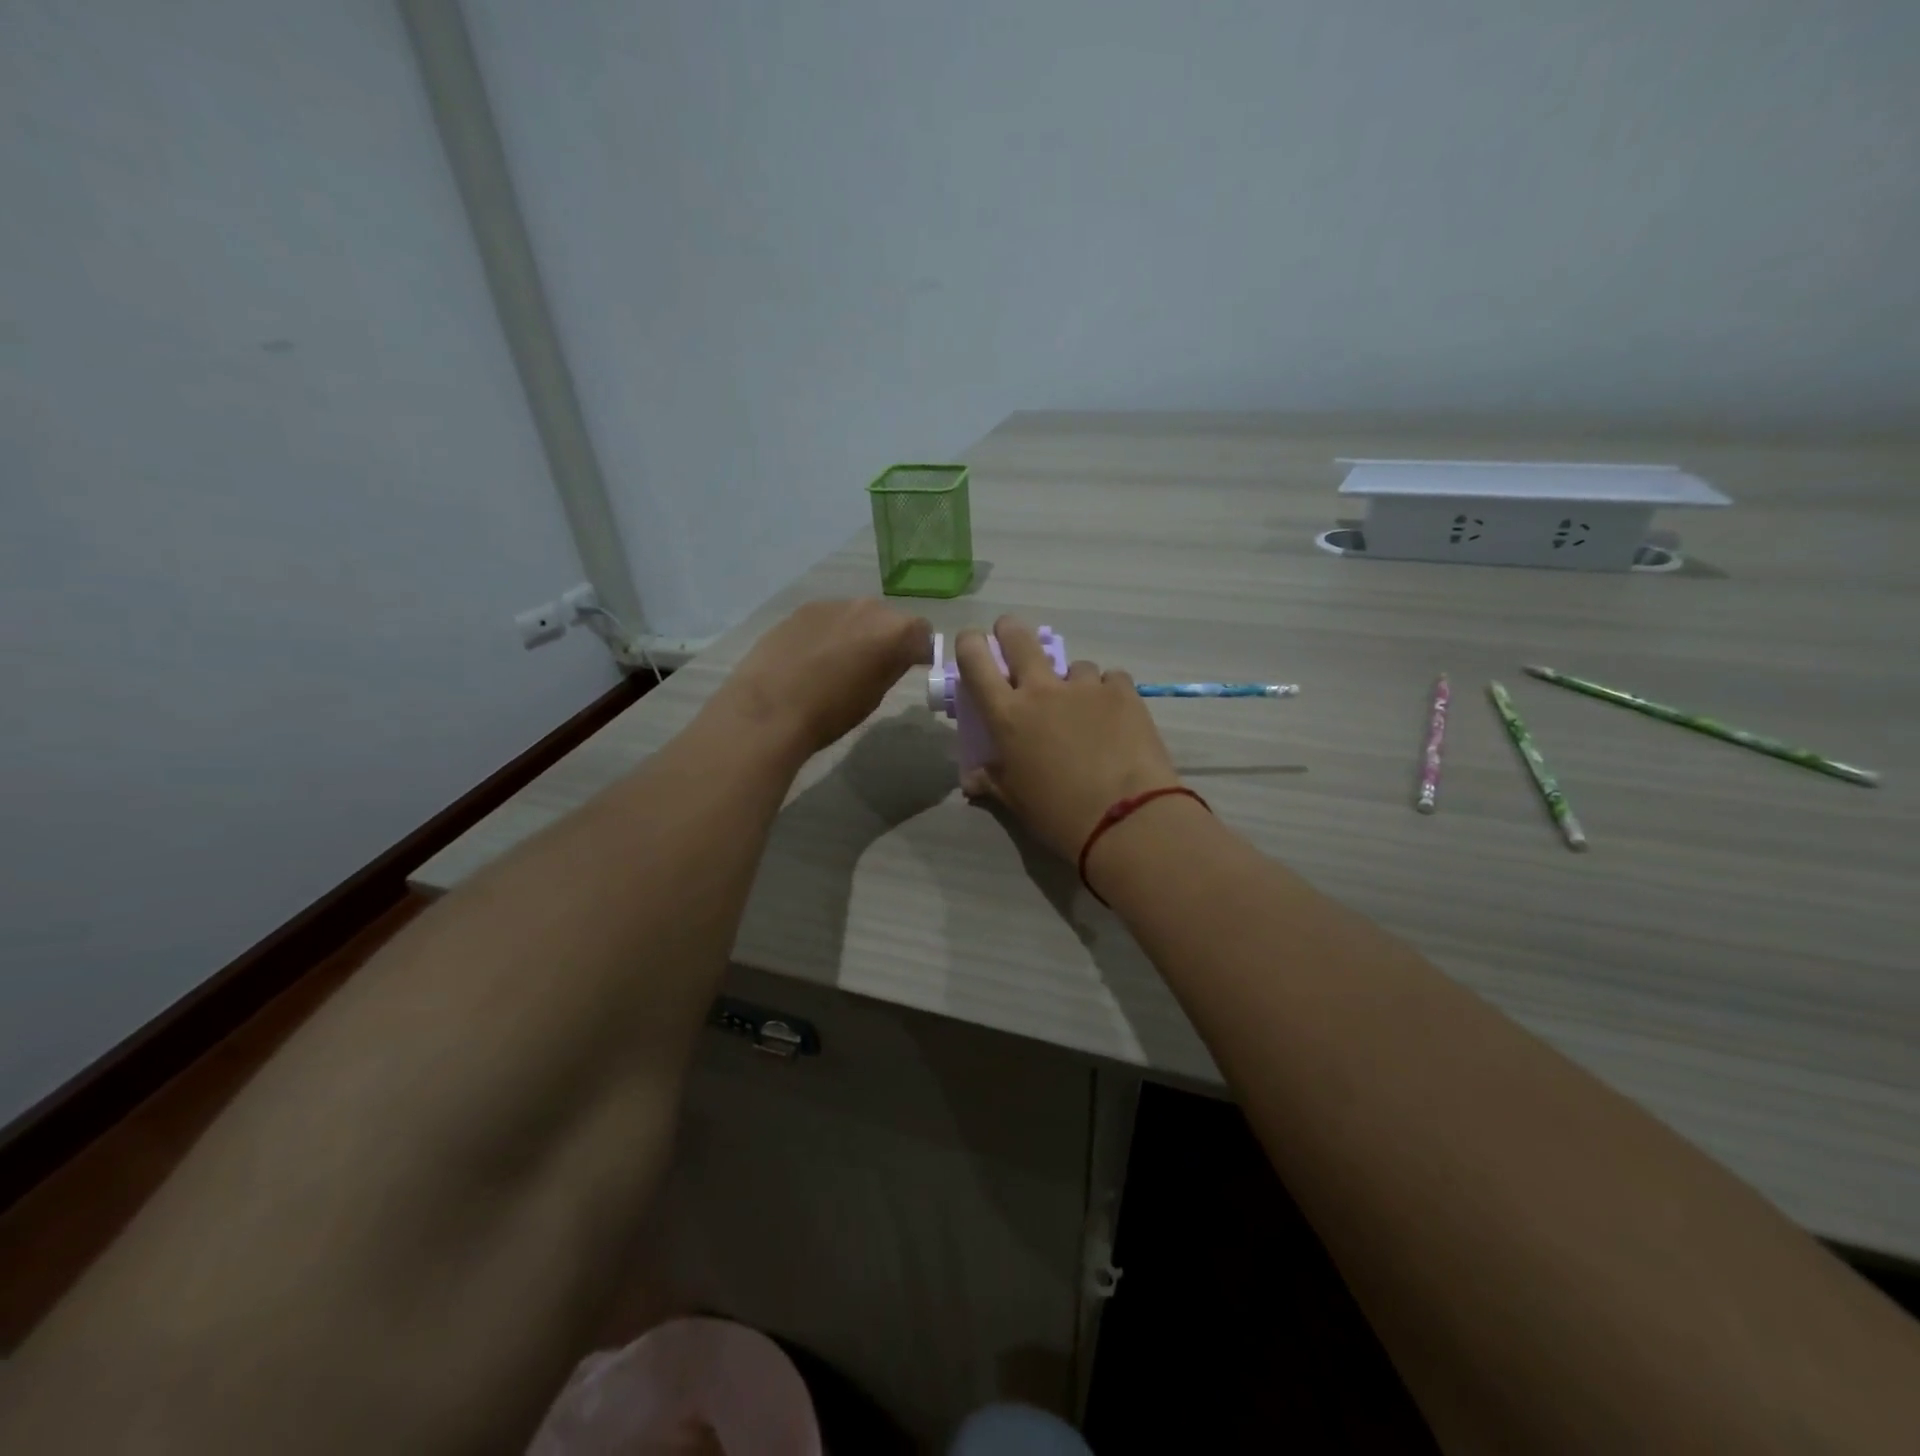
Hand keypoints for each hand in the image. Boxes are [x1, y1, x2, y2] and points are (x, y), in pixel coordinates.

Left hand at [714, 598, 933, 757]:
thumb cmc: (831, 712)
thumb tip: (899, 656)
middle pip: (889, 618)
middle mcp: (867, 607)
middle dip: (888, 637)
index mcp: (894, 630)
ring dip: (858, 632)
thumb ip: (893, 667)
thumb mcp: (874, 696)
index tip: (913, 667)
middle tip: (876, 666)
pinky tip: (813, 658)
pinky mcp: (802, 609)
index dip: (920, 650)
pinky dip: (830, 632)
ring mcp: (832, 604)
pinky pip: (829, 618)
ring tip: (840, 662)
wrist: (769, 708)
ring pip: (857, 615)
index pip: (922, 632)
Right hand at [956, 616, 1181, 860]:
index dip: (970, 643)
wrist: (1124, 819)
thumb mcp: (1015, 800)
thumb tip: (972, 780)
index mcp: (1007, 715)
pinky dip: (1107, 693)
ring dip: (1072, 680)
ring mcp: (1084, 686)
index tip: (973, 644)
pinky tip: (1114, 718)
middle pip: (1019, 637)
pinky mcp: (1123, 691)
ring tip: (1083, 708)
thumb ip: (991, 780)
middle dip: (1011, 631)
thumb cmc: (1058, 814)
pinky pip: (1110, 680)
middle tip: (1013, 640)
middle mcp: (1042, 690)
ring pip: (1073, 665)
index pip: (975, 659)